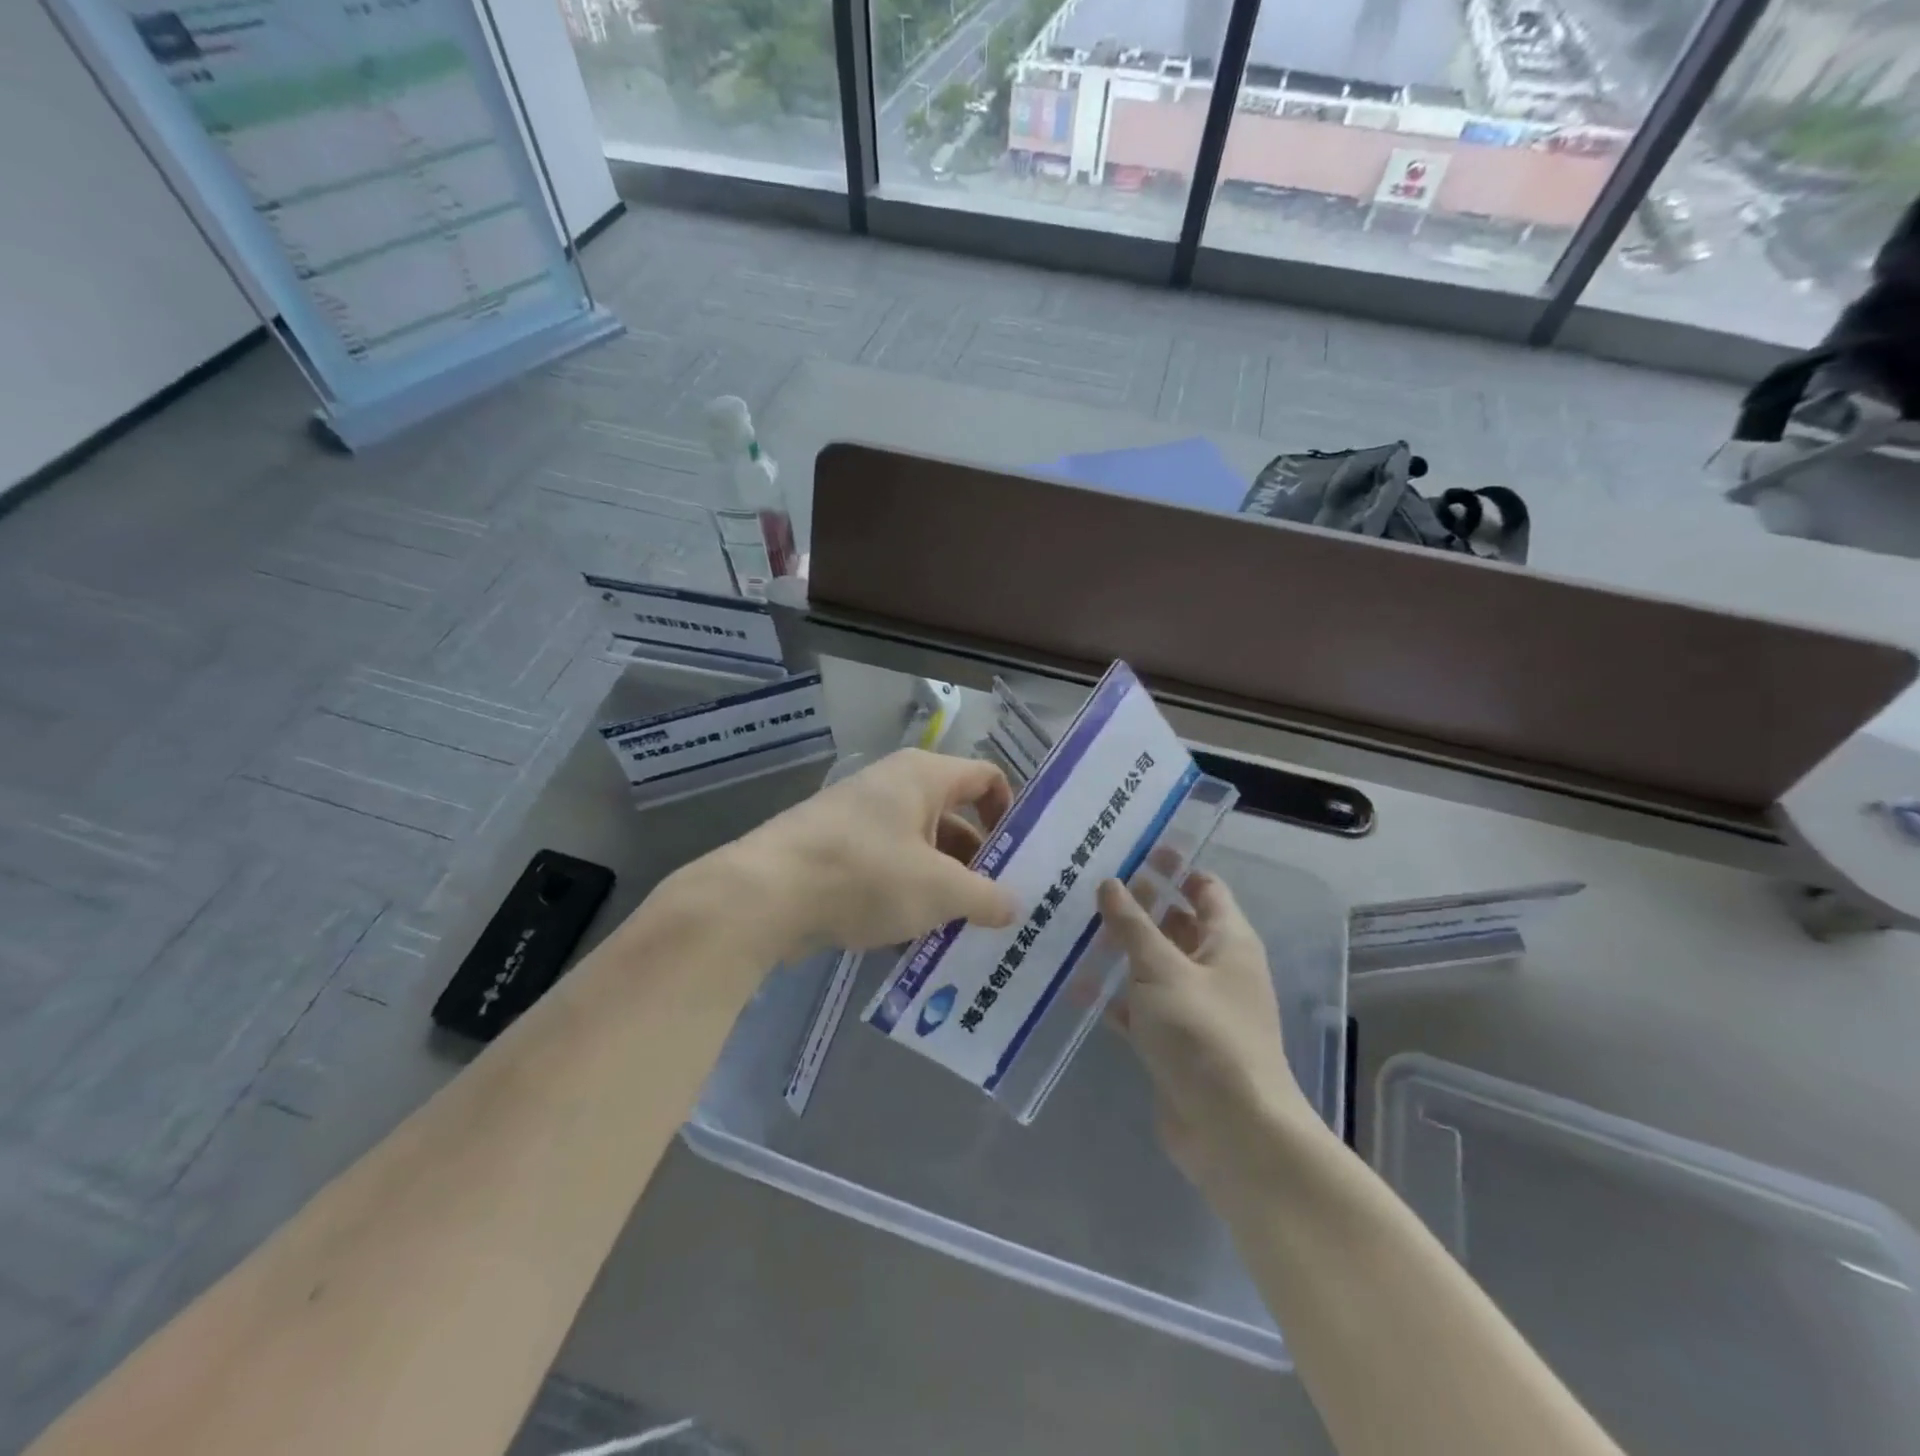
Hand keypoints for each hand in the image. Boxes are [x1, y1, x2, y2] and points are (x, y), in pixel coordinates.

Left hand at [738, 749, 1017, 958]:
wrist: (765, 894)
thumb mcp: (940, 891)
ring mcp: (860, 819)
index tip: (1019, 859)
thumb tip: (1013, 907)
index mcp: (923, 777)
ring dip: (942, 888)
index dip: (1009, 814)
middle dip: (977, 865)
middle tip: (998, 909)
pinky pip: (886, 869)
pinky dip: (905, 897)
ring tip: (961, 933)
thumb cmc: (866, 874)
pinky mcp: (835, 851)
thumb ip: (985, 897)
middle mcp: (893, 787)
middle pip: (953, 820)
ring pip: (920, 851)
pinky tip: (914, 940)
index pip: (986, 778)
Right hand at [1098, 873, 1317, 1194]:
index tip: (1130, 849)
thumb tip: (1110, 881)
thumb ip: (1133, 924)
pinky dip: (1114, 995)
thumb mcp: (1162, 969)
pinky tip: (1075, 984)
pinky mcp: (1173, 1041)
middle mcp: (1214, 968)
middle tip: (1086, 886)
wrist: (1232, 1131)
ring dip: (1119, 950)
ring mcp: (1193, 1007)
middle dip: (1137, 906)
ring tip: (1072, 928)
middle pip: (1174, 924)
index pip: (1204, 887)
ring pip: (1153, 965)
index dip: (1173, 866)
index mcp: (1227, 941)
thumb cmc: (1204, 1034)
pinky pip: (1140, 1006)